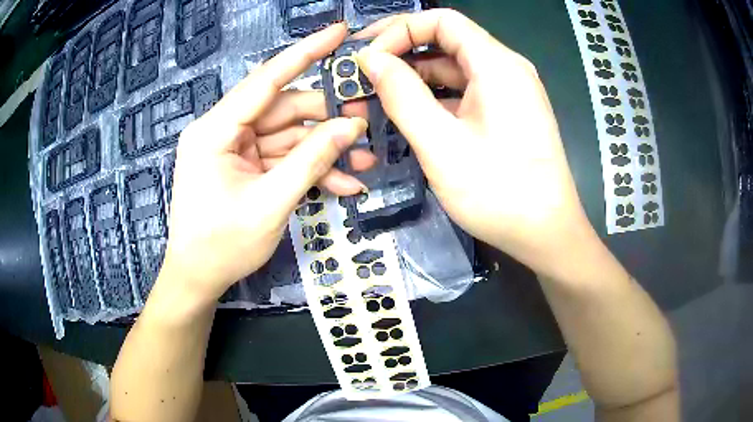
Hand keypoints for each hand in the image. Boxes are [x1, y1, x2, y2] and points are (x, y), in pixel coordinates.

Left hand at [160, 23, 369, 303]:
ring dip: (324, 152)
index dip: (304, 53)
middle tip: (367, 126)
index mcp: (215, 131)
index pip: (265, 80)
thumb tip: (349, 128)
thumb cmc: (222, 246)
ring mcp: (235, 149)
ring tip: (363, 165)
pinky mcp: (245, 167)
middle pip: (284, 111)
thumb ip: (310, 161)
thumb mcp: (270, 204)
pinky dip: (310, 171)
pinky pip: (282, 160)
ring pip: (289, 137)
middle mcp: (224, 131)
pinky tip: (342, 186)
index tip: (338, 32)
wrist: (199, 278)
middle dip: (327, 121)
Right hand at [354, 10, 596, 279]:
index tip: (368, 58)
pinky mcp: (506, 113)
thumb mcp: (441, 144)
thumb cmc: (500, 193)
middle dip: (401, 53)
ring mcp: (508, 92)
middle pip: (447, 41)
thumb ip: (402, 95)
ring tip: (375, 97)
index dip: (399, 30)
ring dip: (414, 79)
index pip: (442, 20)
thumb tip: (370, 59)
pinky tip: (408, 114)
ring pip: (453, 69)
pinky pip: (464, 92)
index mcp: (497, 64)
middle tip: (361, 75)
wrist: (547, 235)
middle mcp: (506, 69)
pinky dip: (434, 98)